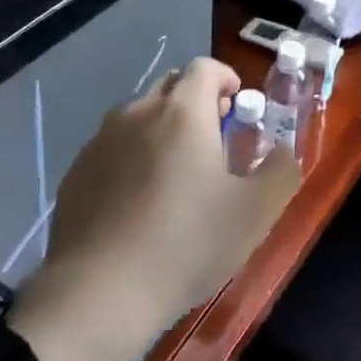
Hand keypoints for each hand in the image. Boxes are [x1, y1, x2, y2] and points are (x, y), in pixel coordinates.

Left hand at [8, 57, 300, 360]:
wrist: (99, 293)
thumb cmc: (187, 243)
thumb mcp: (256, 212)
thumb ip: (281, 171)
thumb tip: (284, 151)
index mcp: (184, 111)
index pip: (205, 67)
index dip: (225, 78)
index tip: (237, 107)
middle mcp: (139, 112)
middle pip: (171, 86)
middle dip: (195, 100)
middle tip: (213, 138)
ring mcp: (101, 140)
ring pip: (139, 115)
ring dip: (162, 127)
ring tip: (175, 171)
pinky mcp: (76, 171)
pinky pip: (112, 147)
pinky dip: (131, 156)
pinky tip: (137, 200)